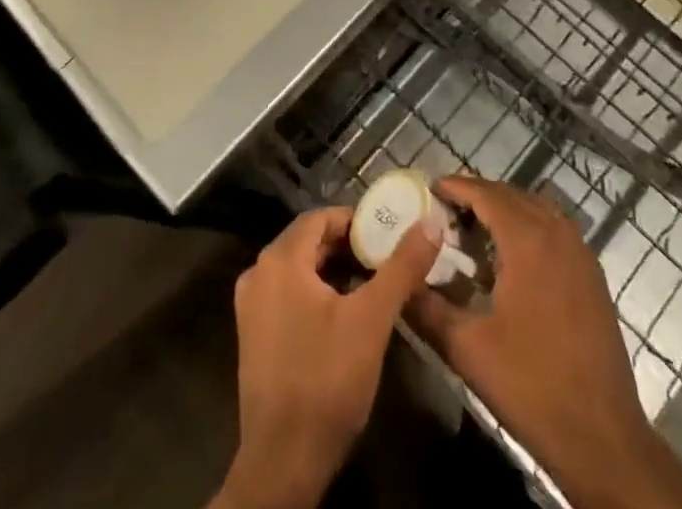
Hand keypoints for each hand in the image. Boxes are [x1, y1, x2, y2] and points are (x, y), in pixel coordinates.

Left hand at [211, 205, 439, 508]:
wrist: (284, 463)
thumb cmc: (327, 379)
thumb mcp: (372, 319)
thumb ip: (401, 266)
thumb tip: (431, 222)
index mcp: (279, 260)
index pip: (321, 217)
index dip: (356, 221)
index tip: (388, 234)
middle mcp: (258, 274)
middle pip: (308, 242)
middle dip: (348, 246)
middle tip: (385, 258)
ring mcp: (251, 307)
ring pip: (299, 269)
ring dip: (334, 270)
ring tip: (372, 284)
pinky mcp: (254, 336)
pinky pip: (289, 294)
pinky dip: (317, 293)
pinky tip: (345, 314)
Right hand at [406, 177, 681, 508]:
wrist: (602, 437)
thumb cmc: (532, 386)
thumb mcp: (468, 349)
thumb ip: (428, 309)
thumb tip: (399, 282)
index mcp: (528, 240)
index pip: (486, 194)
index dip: (457, 186)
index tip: (430, 188)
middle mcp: (557, 232)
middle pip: (511, 195)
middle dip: (477, 196)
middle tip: (445, 211)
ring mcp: (580, 251)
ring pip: (535, 209)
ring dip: (504, 210)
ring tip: (472, 229)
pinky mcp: (592, 273)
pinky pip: (554, 229)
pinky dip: (528, 227)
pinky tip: (510, 257)